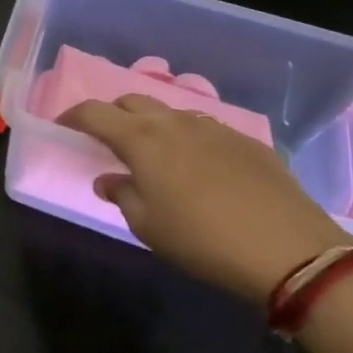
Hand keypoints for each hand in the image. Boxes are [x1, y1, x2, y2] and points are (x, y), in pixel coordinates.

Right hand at [58, 95, 352, 303]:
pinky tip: (199, 167)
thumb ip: (122, 195)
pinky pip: (204, 128)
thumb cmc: (202, 240)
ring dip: (152, 125)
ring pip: (170, 112)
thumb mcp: (148, 226)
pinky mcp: (246, 141)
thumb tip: (109, 180)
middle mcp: (173, 122)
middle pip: (131, 101)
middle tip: (107, 141)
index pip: (94, 113)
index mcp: (141, 139)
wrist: (290, 250)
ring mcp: (213, 127)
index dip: (73, 116)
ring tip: (154, 154)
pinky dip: (187, 138)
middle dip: (113, 114)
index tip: (62, 125)